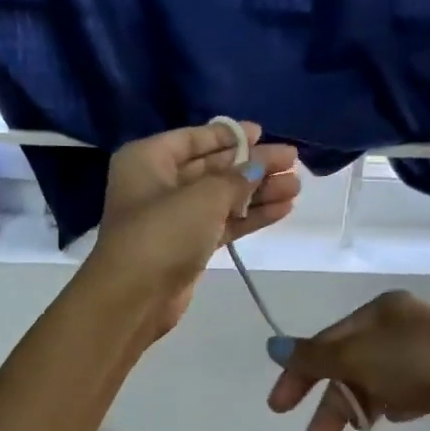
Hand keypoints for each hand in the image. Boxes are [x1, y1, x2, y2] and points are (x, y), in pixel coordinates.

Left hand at [88, 121, 299, 338]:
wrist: (134, 297)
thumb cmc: (163, 233)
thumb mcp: (203, 197)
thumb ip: (236, 178)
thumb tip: (258, 167)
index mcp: (147, 159)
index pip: (193, 139)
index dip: (229, 135)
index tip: (263, 133)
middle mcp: (157, 183)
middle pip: (211, 167)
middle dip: (251, 165)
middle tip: (291, 160)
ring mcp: (172, 217)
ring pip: (221, 197)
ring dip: (257, 192)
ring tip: (296, 186)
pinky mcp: (187, 246)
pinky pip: (222, 222)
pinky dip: (250, 216)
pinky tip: (283, 209)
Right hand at [267, 291, 429, 430]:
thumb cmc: (418, 363)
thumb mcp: (356, 357)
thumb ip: (314, 357)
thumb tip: (274, 346)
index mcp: (383, 309)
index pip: (328, 340)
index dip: (300, 372)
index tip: (279, 407)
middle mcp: (407, 323)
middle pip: (352, 364)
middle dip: (331, 404)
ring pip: (380, 381)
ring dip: (360, 409)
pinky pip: (409, 392)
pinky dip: (393, 405)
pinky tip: (396, 420)